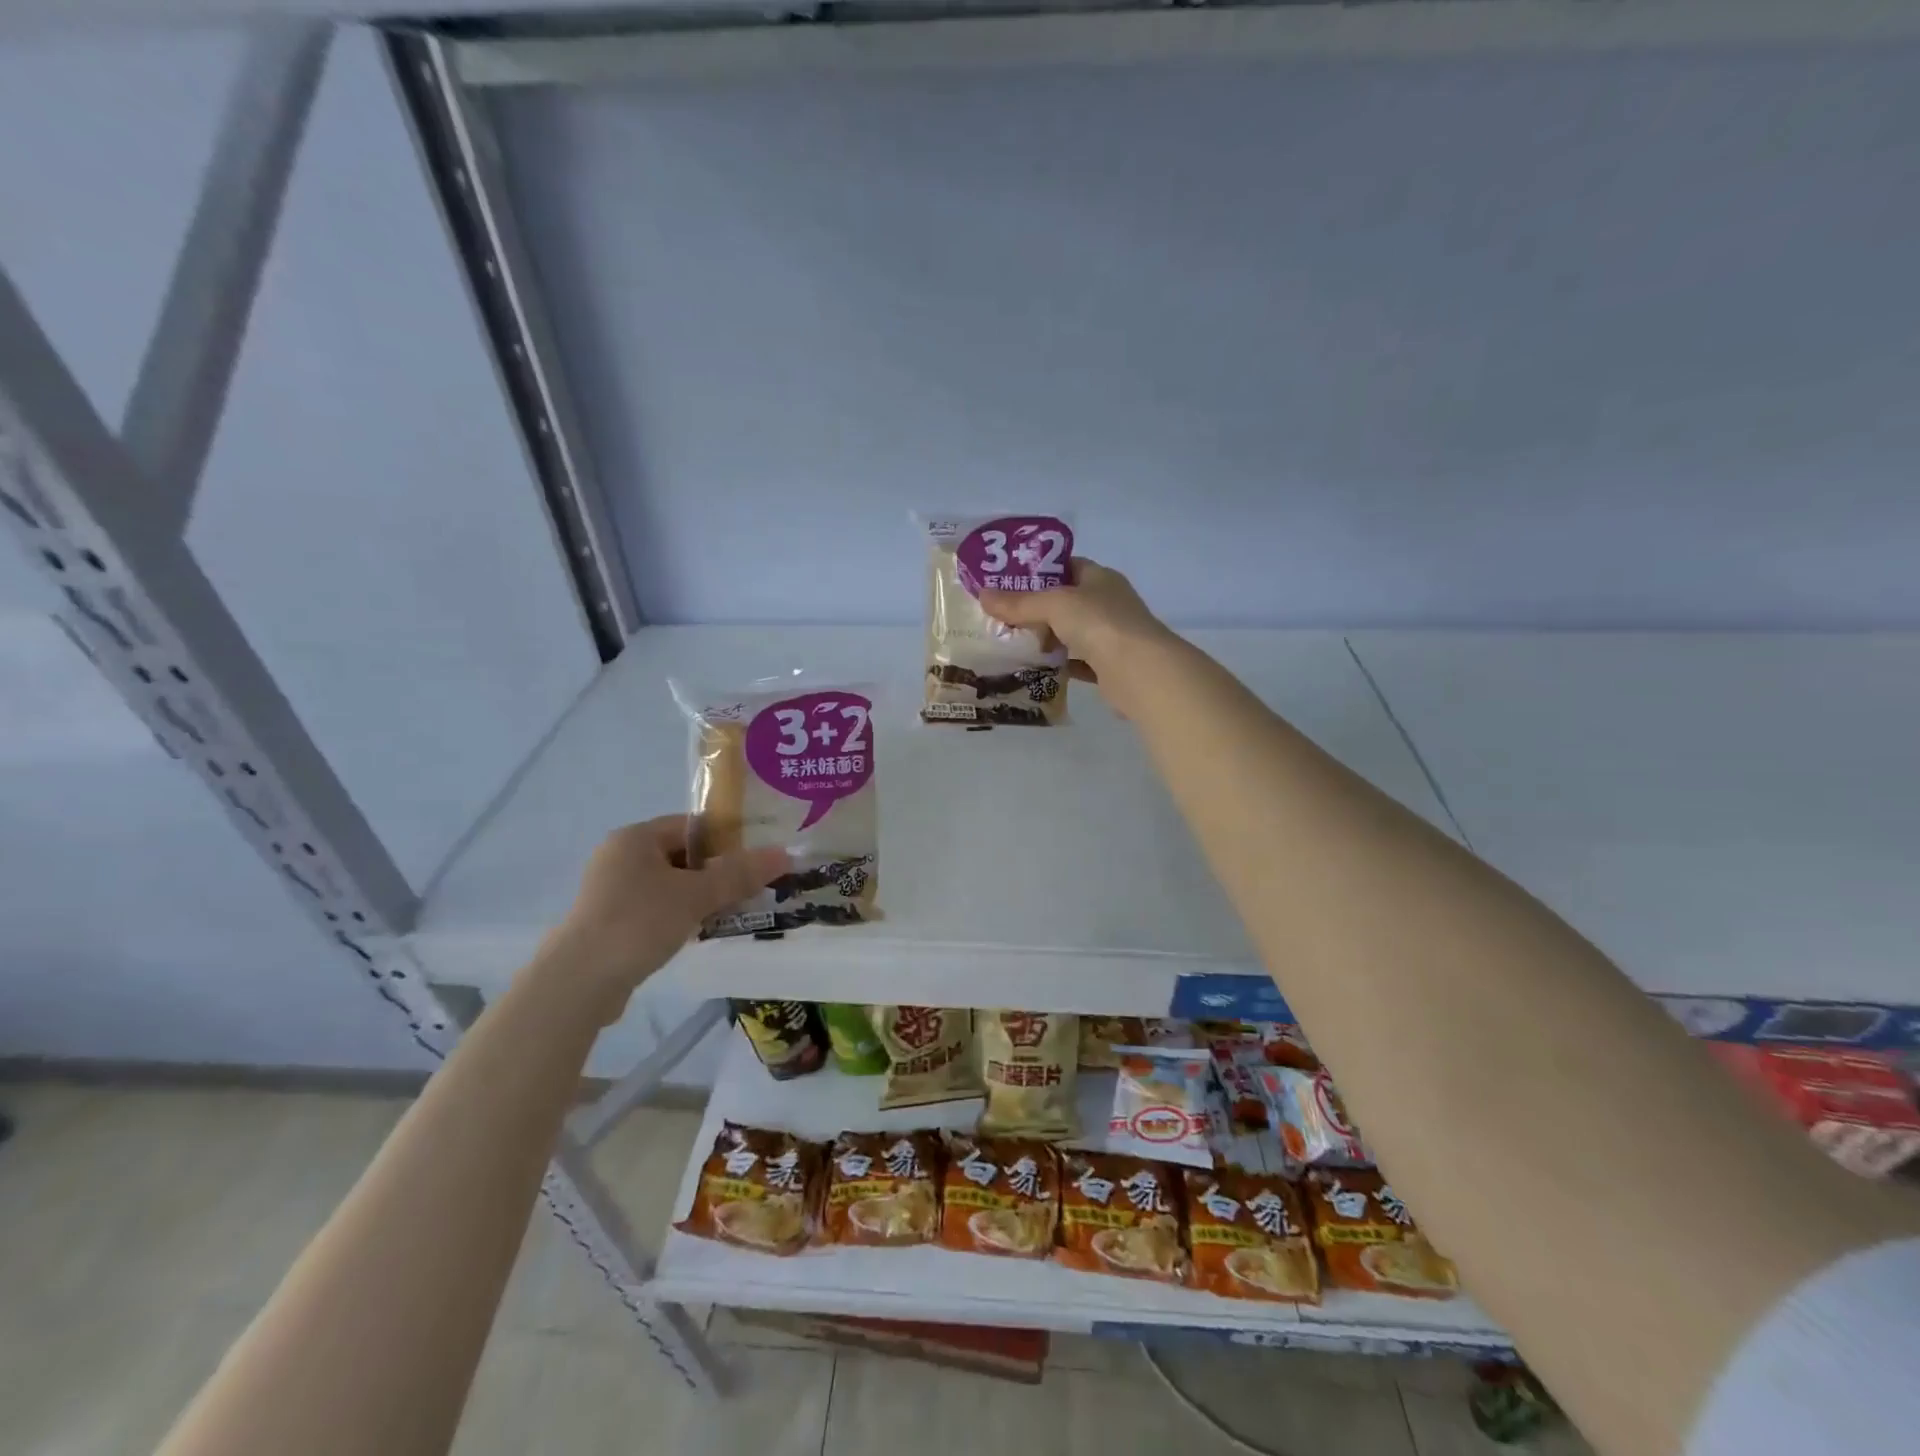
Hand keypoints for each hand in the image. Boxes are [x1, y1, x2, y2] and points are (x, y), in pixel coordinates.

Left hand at [538, 816, 787, 1019]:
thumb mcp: (696, 895)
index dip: (728, 839)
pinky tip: (701, 933)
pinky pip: (656, 908)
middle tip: (751, 888)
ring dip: (702, 896)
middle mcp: (620, 857)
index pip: (692, 825)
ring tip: (733, 912)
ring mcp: (611, 891)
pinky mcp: (609, 922)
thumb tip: (786, 854)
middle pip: (683, 855)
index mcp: (635, 837)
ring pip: (671, 884)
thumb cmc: (638, 923)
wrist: (578, 983)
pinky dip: (681, 915)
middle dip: (718, 872)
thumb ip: (740, 874)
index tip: (757, 858)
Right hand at [980, 557, 1173, 716]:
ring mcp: (1112, 636)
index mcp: (1100, 578)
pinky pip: (1078, 662)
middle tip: (1004, 616)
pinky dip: (1060, 665)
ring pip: (1072, 633)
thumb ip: (1019, 603)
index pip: (1068, 566)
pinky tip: (1037, 670)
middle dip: (1038, 609)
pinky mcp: (1109, 667)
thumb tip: (983, 595)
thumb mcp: (1054, 605)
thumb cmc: (1099, 623)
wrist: (1139, 671)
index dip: (1040, 571)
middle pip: (1068, 602)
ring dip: (1048, 638)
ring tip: (1013, 643)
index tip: (1010, 581)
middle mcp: (1108, 603)